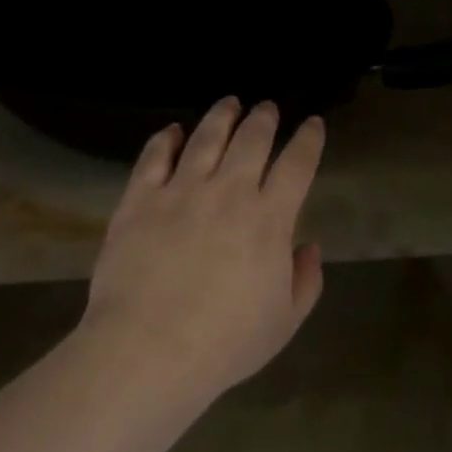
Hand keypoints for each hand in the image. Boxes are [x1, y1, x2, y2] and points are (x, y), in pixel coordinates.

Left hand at [81, 99, 326, 404]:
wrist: (149, 348)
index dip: (308, 140)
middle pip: (251, 140)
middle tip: (267, 108)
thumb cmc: (225, 343)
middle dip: (264, 118)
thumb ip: (305, 280)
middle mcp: (227, 192)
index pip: (296, 165)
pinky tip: (171, 131)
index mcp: (268, 220)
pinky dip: (164, 139)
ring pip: (205, 138)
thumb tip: (307, 246)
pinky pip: (153, 157)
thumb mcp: (284, 322)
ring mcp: (179, 191)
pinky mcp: (138, 199)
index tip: (312, 125)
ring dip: (221, 116)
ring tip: (229, 103)